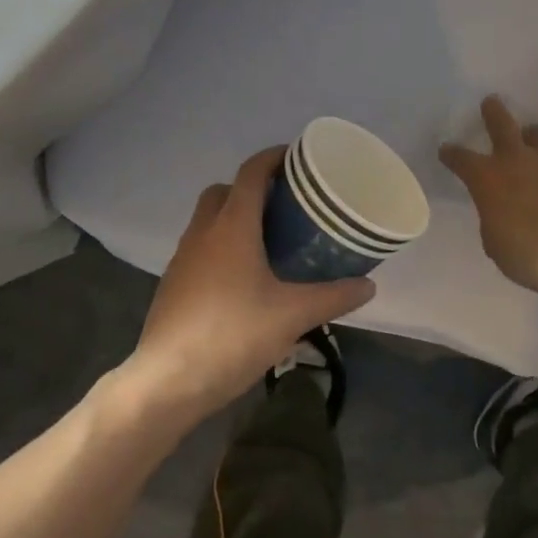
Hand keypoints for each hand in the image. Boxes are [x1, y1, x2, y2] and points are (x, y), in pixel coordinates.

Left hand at [123, 148, 375, 422]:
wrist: (169, 379)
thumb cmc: (234, 335)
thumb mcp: (293, 316)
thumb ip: (334, 297)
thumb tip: (369, 286)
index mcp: (232, 226)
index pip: (251, 173)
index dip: (273, 158)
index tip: (297, 158)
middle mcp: (203, 232)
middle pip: (224, 191)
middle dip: (251, 188)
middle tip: (284, 205)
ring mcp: (182, 257)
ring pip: (208, 220)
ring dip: (233, 218)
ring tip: (267, 242)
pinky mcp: (173, 283)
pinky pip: (199, 248)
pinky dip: (220, 247)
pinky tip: (241, 279)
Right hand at [440, 95, 537, 295]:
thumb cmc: (521, 252)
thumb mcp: (492, 237)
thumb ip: (492, 214)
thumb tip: (499, 209)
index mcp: (486, 177)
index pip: (460, 158)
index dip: (451, 154)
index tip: (446, 151)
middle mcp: (516, 160)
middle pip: (502, 124)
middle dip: (493, 112)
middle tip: (491, 102)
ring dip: (535, 138)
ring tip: (535, 143)